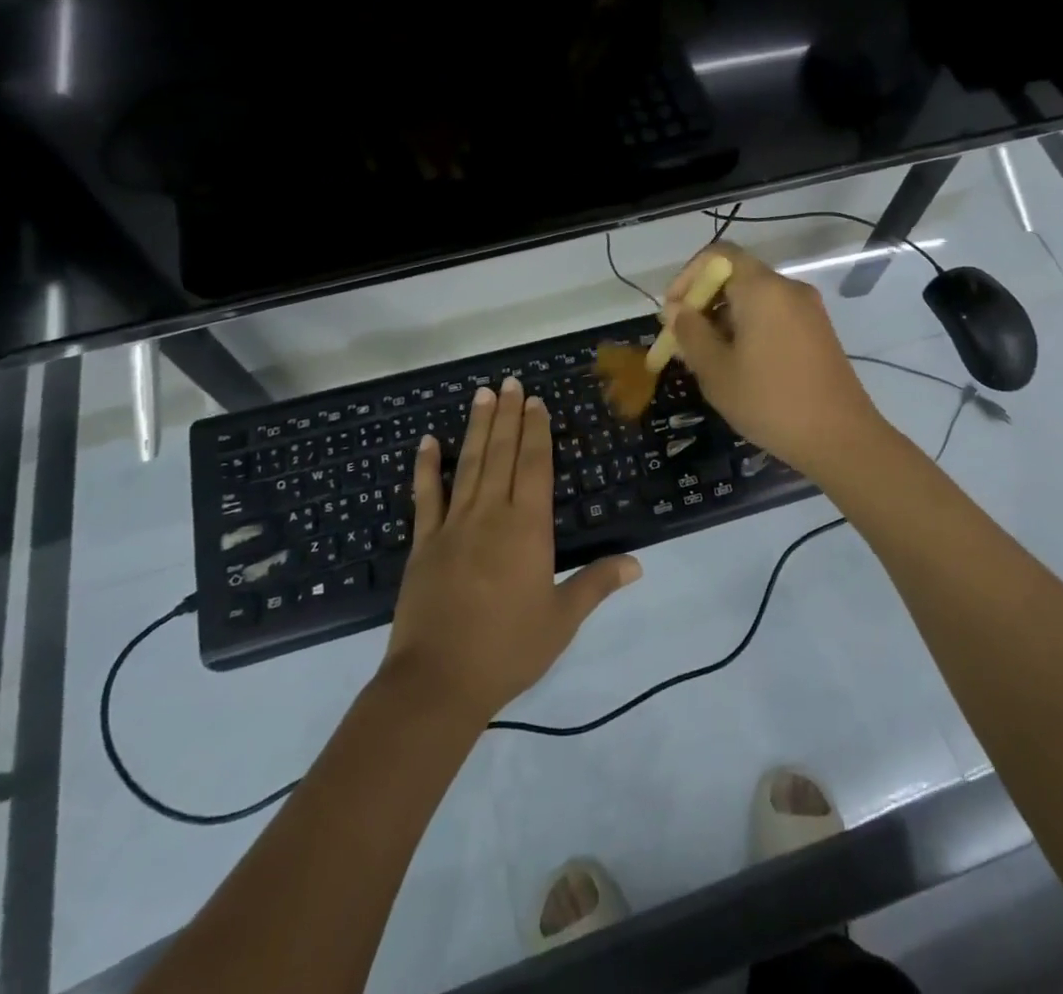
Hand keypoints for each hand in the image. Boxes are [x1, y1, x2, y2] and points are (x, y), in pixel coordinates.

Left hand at [383, 378, 640, 721]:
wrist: (438, 681)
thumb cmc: (508, 649)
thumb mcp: (561, 619)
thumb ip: (597, 584)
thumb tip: (638, 563)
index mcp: (528, 528)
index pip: (535, 466)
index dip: (536, 431)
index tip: (535, 401)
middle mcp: (491, 514)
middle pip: (502, 454)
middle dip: (509, 416)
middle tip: (510, 382)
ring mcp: (453, 525)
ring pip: (469, 464)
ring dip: (477, 428)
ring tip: (482, 394)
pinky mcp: (424, 543)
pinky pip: (425, 496)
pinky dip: (426, 467)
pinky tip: (428, 441)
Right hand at [665, 242, 889, 481]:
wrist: (840, 438)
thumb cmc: (770, 401)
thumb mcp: (716, 370)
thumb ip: (690, 332)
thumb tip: (677, 310)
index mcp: (762, 288)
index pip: (718, 255)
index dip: (687, 277)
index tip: (672, 312)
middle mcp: (788, 288)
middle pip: (736, 276)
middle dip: (703, 302)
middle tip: (683, 340)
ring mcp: (808, 310)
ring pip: (755, 299)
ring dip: (724, 319)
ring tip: (706, 359)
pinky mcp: (818, 332)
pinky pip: (774, 316)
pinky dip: (749, 329)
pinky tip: (738, 365)